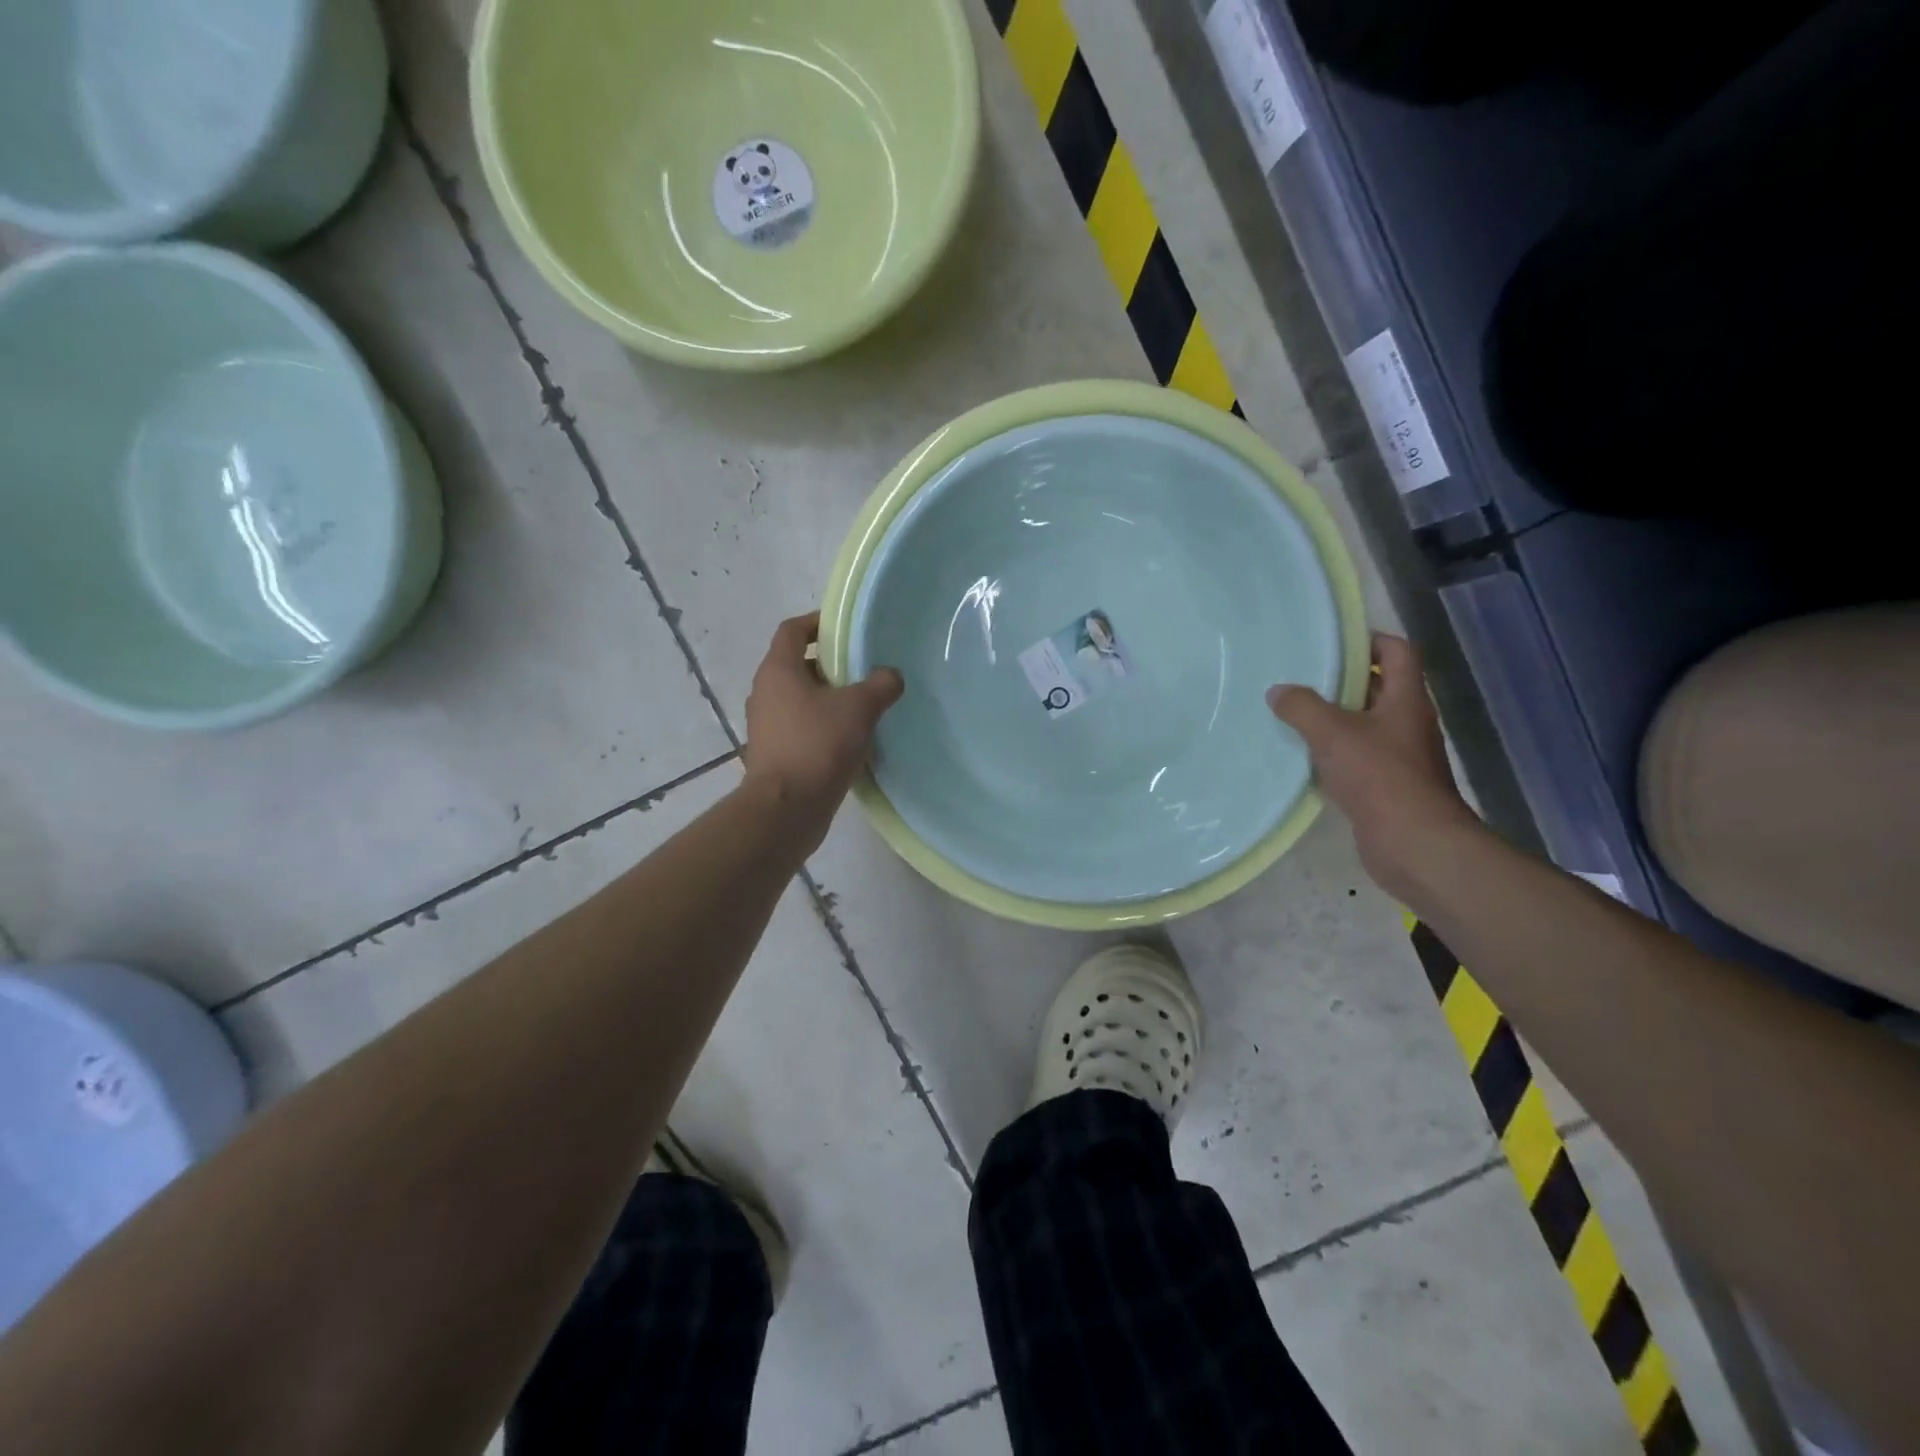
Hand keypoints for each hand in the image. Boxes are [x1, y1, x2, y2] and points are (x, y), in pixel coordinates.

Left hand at [741, 612, 903, 846]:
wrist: (786, 809)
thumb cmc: (818, 745)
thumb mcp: (859, 708)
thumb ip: (880, 685)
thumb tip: (891, 675)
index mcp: (778, 670)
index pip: (792, 630)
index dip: (817, 623)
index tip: (844, 629)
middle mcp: (765, 692)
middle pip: (797, 665)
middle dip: (830, 665)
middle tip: (863, 670)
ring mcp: (766, 725)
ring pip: (799, 698)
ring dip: (827, 698)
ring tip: (862, 705)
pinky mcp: (774, 753)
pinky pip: (800, 727)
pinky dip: (822, 725)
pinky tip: (850, 739)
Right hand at [1268, 633, 1477, 900]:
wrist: (1413, 843)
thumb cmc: (1379, 777)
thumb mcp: (1332, 734)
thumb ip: (1302, 708)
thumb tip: (1278, 691)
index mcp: (1406, 700)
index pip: (1398, 652)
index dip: (1370, 641)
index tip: (1332, 643)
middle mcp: (1408, 722)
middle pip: (1378, 687)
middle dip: (1342, 680)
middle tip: (1300, 677)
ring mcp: (1400, 755)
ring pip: (1364, 724)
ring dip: (1333, 719)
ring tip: (1292, 714)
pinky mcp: (1387, 785)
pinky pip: (1357, 756)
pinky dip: (1333, 752)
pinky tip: (1303, 757)